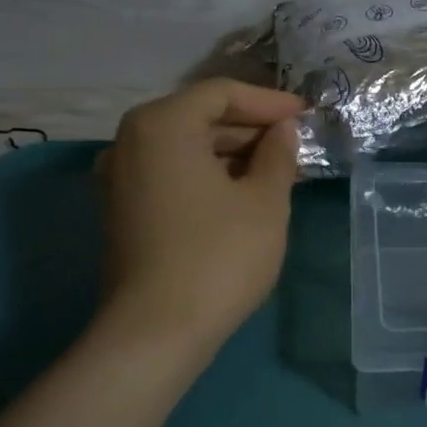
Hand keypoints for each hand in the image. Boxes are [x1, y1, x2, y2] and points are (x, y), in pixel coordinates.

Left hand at [97, 79, 304, 356]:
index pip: (222, 93)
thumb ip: (278, 154)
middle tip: (296, 146)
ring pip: (186, 147)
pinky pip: (172, 173)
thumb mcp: (265, 200)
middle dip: (251, 129)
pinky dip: (208, 174)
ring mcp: (120, 177)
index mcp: (162, 125)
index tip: (306, 116)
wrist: (156, 332)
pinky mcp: (123, 210)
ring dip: (233, 153)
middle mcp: (130, 141)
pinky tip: (244, 193)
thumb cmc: (218, 255)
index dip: (269, 102)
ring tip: (278, 171)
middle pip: (200, 117)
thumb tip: (282, 131)